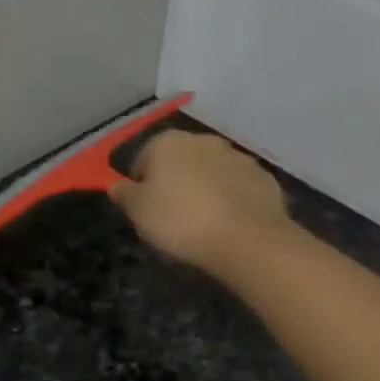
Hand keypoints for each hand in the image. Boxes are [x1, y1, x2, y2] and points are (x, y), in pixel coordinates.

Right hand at [109, 130, 293, 278]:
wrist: (246, 239)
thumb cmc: (181, 222)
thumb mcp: (139, 212)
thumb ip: (124, 194)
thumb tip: (116, 185)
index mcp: (168, 142)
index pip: (143, 159)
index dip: (141, 187)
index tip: (145, 212)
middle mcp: (204, 140)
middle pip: (180, 162)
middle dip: (175, 184)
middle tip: (174, 219)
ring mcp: (238, 157)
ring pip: (212, 172)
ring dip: (205, 190)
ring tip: (204, 224)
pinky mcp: (263, 178)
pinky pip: (238, 188)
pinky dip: (232, 201)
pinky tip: (229, 225)